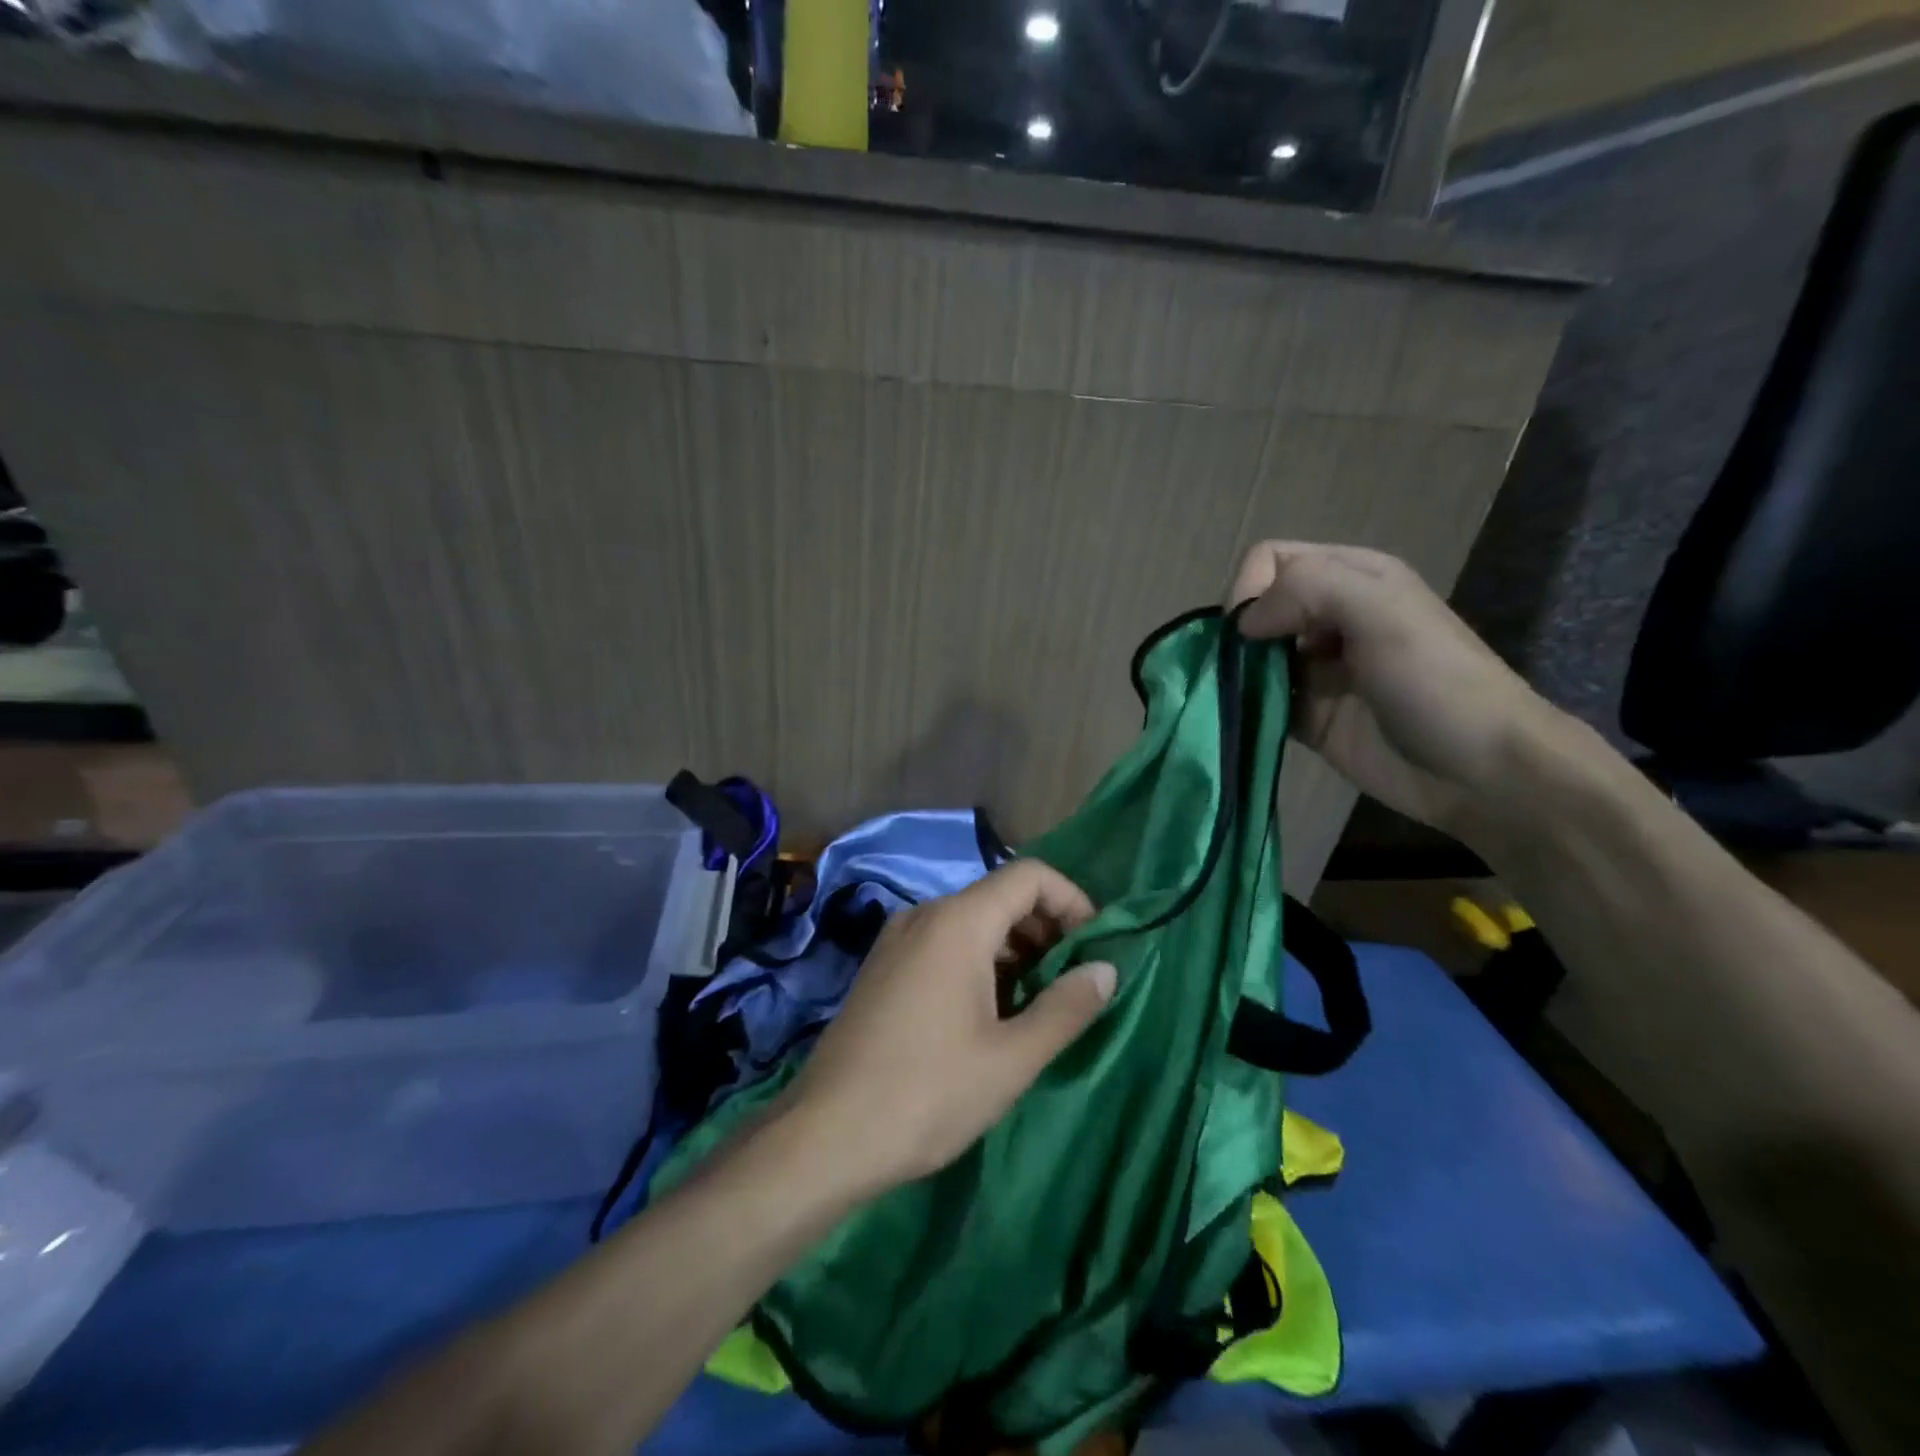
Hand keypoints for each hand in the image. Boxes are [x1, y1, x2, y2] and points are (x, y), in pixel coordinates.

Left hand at [782, 861, 1116, 1196]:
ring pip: (972, 922)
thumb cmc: (928, 1093)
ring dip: (1014, 950)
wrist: (825, 1135)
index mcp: (957, 921)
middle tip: (1072, 982)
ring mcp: (897, 939)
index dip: (1072, 900)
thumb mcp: (1011, 1058)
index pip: (1029, 875)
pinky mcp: (883, 967)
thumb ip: (1066, 1007)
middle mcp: (925, 914)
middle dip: (1046, 929)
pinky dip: (979, 961)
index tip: (1094, 947)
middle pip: (1000, 896)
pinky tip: (989, 1013)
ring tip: (1037, 1004)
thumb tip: (1106, 969)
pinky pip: (943, 943)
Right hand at [1230, 541, 1570, 838]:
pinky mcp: (1309, 717)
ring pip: (1251, 657)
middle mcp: (1329, 618)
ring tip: (1234, 699)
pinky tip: (1244, 722)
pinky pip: (1259, 703)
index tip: (1254, 633)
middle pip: (1256, 608)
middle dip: (1237, 636)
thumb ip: (1307, 590)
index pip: (1271, 560)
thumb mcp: (1381, 611)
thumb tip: (1243, 625)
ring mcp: (1317, 671)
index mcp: (1351, 578)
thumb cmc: (1435, 681)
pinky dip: (1244, 710)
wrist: (1480, 771)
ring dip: (1235, 675)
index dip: (1250, 589)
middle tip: (1240, 669)